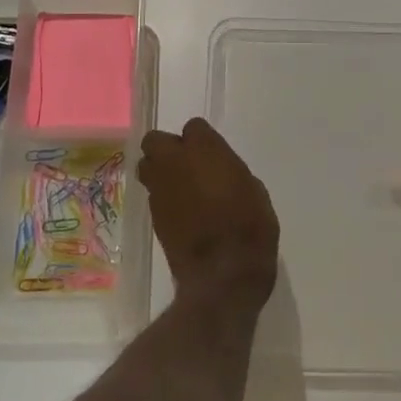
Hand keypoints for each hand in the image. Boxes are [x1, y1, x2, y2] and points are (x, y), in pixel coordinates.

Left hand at [138, 118, 279, 315]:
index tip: (211, 153)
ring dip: (159, 171)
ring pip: (147, 166)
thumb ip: (230, 171)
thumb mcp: (253, 190)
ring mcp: (160, 189)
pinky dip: (164, 197)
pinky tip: (180, 212)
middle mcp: (175, 162)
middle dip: (167, 148)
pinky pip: (153, 195)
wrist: (224, 273)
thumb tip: (220, 173)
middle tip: (186, 164)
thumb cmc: (250, 227)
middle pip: (156, 140)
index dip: (201, 139)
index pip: (193, 127)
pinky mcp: (153, 216)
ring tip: (179, 187)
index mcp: (204, 149)